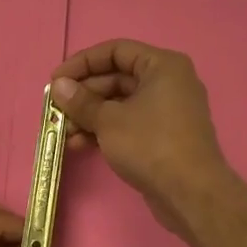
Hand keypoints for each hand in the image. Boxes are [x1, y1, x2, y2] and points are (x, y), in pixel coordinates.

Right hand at [50, 40, 235, 234]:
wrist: (191, 194)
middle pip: (116, 78)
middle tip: (55, 110)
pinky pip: (128, 123)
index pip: (115, 51)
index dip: (82, 62)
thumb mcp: (109, 120)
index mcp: (162, 66)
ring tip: (63, 132)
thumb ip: (81, 101)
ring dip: (89, 116)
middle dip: (83, 95)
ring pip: (119, 104)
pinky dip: (104, 130)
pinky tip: (79, 144)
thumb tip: (58, 86)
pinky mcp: (162, 136)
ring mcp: (167, 111)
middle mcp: (168, 82)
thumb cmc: (150, 145)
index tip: (56, 80)